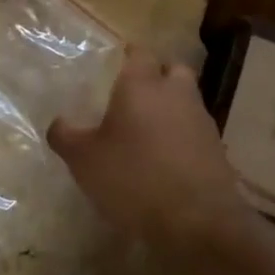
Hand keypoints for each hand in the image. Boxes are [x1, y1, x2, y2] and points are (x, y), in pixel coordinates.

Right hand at [47, 47, 252, 251]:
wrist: (197, 220)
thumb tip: (58, 123)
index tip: (116, 64)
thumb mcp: (84, 160)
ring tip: (147, 131)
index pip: (139, 53)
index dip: (128, 56)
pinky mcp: (217, 149)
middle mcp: (176, 93)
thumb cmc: (133, 178)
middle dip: (156, 76)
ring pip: (186, 100)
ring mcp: (201, 120)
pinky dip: (182, 137)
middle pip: (172, 70)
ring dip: (171, 108)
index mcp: (142, 86)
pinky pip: (195, 131)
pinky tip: (165, 159)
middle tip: (134, 95)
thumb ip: (65, 136)